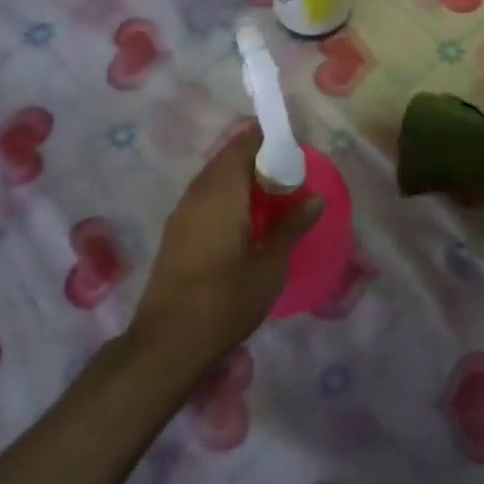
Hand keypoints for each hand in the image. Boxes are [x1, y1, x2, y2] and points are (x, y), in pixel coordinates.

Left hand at [128, 126, 321, 371]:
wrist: (167, 344)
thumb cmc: (225, 302)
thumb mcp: (270, 266)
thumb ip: (292, 226)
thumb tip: (316, 197)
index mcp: (222, 191)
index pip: (246, 143)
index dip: (271, 140)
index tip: (296, 151)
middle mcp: (198, 192)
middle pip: (229, 157)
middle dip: (259, 158)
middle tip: (290, 176)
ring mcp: (182, 211)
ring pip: (215, 176)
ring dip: (242, 178)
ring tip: (272, 197)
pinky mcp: (175, 231)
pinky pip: (205, 196)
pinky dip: (228, 195)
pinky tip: (245, 220)